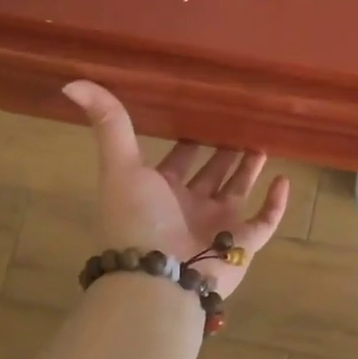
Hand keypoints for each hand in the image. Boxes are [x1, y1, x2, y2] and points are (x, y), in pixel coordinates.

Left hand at [63, 82, 288, 298]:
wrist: (160, 277)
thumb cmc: (140, 220)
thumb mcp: (121, 166)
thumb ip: (110, 125)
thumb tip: (73, 82)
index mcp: (161, 191)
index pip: (179, 160)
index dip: (189, 139)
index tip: (204, 112)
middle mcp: (190, 207)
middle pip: (211, 173)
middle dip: (224, 151)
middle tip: (241, 123)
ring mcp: (218, 226)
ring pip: (238, 191)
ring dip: (250, 169)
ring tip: (263, 142)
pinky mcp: (243, 244)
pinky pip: (265, 221)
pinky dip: (276, 203)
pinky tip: (284, 179)